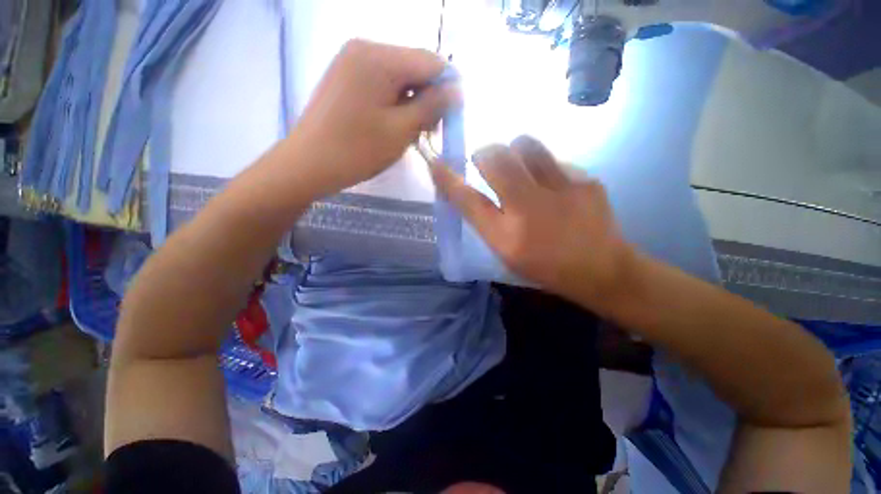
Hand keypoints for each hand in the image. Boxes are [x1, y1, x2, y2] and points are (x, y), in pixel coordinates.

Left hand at [292, 39, 460, 197]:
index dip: (447, 89)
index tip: (449, 118)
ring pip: (399, 77)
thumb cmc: (357, 150)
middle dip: (427, 97)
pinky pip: (382, 83)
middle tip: (427, 131)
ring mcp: (351, 62)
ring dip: (411, 103)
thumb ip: (432, 106)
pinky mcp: (346, 77)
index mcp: (379, 57)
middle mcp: (365, 48)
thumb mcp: (401, 130)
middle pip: (414, 67)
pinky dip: (394, 103)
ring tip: (409, 132)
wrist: (308, 164)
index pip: (431, 62)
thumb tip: (457, 90)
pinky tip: (392, 124)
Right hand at [431, 135, 634, 309]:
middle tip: (486, 162)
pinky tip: (553, 187)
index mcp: (506, 237)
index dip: (448, 180)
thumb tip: (467, 191)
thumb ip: (486, 221)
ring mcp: (562, 190)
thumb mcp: (506, 252)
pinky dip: (544, 168)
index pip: (468, 201)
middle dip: (484, 154)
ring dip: (514, 152)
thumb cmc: (544, 266)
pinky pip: (553, 159)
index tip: (435, 164)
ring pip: (526, 145)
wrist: (600, 270)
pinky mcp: (586, 180)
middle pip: (496, 159)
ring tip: (521, 170)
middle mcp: (529, 210)